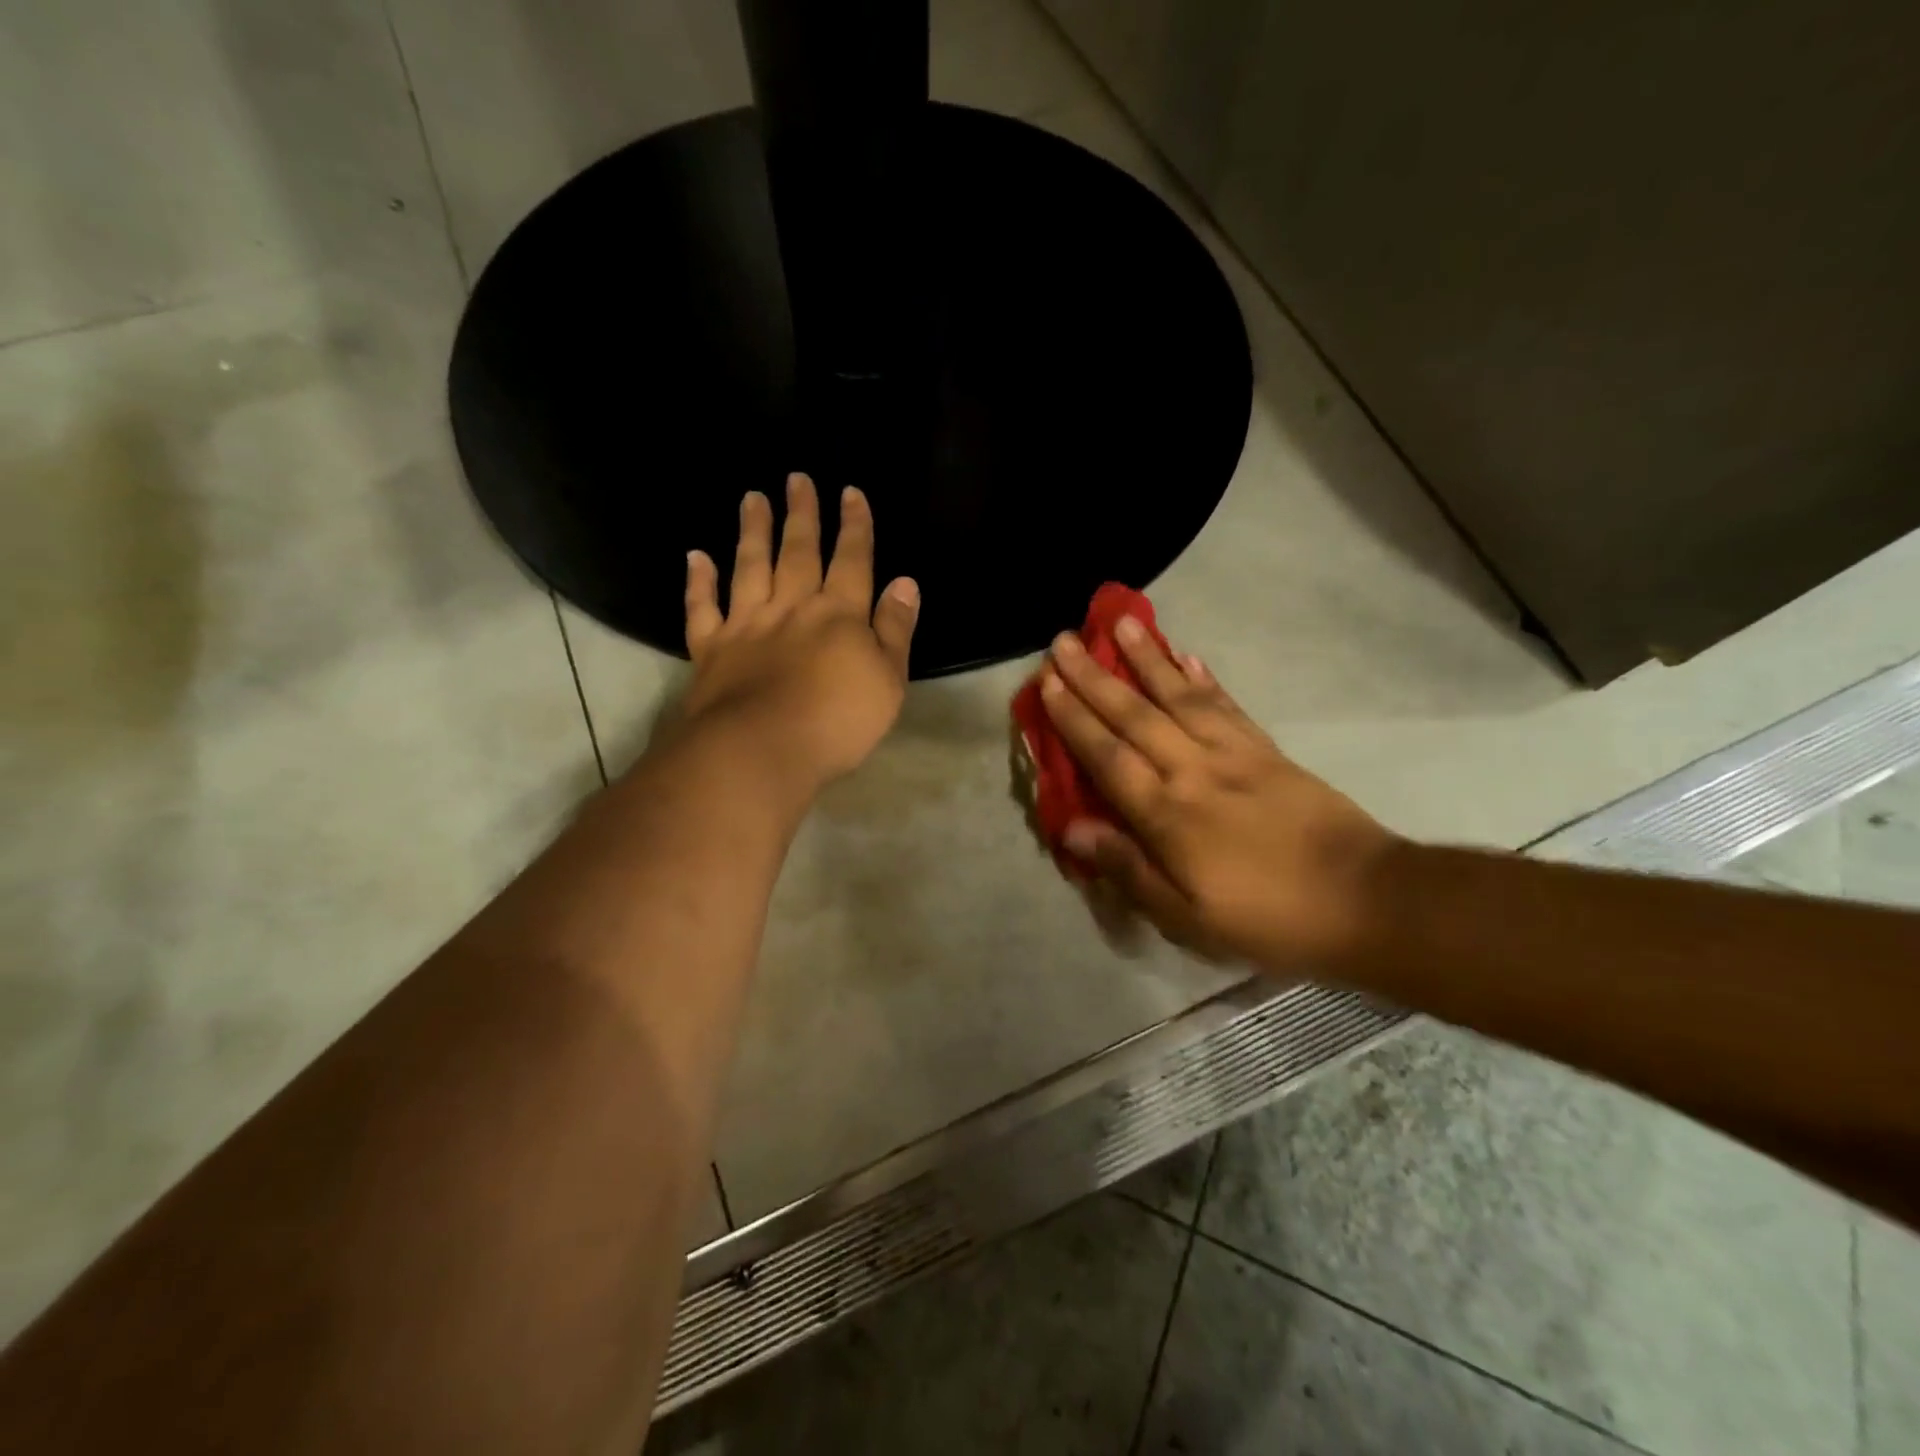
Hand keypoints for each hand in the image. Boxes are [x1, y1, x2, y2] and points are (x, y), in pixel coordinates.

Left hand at [677, 474, 920, 790]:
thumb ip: (895, 630)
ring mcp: (747, 626)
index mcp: (838, 615)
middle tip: (796, 478)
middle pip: (798, 552)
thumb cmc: (837, 722)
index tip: (850, 492)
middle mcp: (791, 608)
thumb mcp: (888, 681)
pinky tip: (695, 557)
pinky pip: (702, 608)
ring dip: (753, 532)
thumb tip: (905, 582)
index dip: (855, 526)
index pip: (852, 560)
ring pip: (750, 567)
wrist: (761, 751)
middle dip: (801, 515)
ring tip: (752, 498)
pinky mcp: (711, 649)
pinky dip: (698, 581)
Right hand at [1041, 621, 1396, 971]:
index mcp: (1167, 815)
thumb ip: (1128, 868)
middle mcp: (1194, 771)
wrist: (1366, 901)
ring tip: (1122, 624)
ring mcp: (1235, 754)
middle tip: (1065, 640)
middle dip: (1095, 677)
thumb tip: (1073, 828)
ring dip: (1148, 659)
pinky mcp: (1269, 752)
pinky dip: (1204, 679)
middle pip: (1136, 715)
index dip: (1074, 719)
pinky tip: (1188, 656)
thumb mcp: (1187, 918)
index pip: (1108, 756)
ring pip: (1180, 697)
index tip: (1048, 682)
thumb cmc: (1267, 919)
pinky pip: (1228, 706)